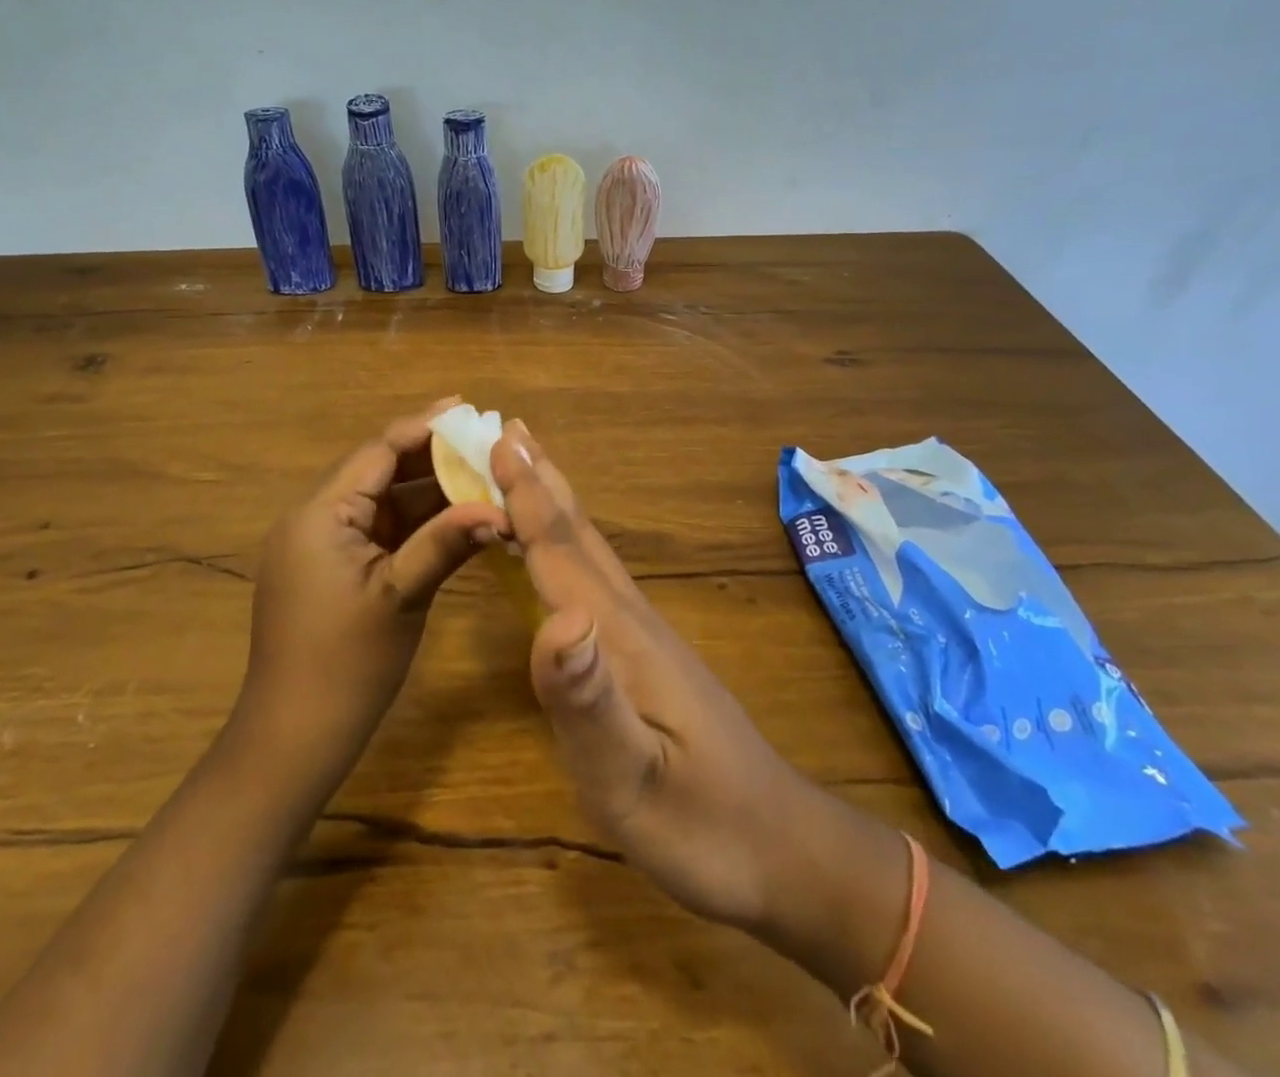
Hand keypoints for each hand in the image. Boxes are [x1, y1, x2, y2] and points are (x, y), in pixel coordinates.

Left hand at [235, 402, 509, 795]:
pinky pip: (380, 532)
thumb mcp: (402, 596)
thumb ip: (448, 542)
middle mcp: (315, 519)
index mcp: (320, 514)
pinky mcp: (333, 571)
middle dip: (432, 456)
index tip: (467, 408)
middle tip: (483, 441)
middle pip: (380, 471)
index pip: (378, 452)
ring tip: (481, 474)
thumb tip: (503, 509)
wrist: (293, 738)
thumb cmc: (345, 664)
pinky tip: (457, 517)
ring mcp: (322, 546)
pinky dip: (416, 523)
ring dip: (428, 491)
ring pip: (383, 502)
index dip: (424, 427)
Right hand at [490, 421, 817, 929]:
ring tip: (529, 467)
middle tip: (509, 428)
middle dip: (539, 480)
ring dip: (554, 503)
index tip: (497, 440)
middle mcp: (630, 618)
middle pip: (577, 535)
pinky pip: (594, 578)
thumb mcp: (633, 779)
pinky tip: (560, 552)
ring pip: (589, 551)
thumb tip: (557, 617)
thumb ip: (589, 700)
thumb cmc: (703, 826)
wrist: (782, 851)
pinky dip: (567, 545)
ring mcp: (643, 635)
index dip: (525, 497)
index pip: (560, 552)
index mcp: (619, 635)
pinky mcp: (646, 655)